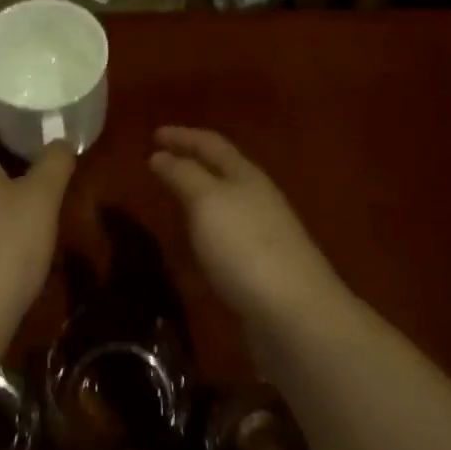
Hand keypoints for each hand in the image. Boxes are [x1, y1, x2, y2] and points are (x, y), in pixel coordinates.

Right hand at [149, 128, 344, 336]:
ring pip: (226, 202)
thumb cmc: (246, 247)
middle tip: (160, 161)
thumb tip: (160, 155)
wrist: (296, 314)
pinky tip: (196, 244)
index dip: (182, 136)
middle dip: (192, 162)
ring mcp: (264, 234)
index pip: (211, 143)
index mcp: (245, 175)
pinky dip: (207, 228)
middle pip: (222, 170)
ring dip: (199, 195)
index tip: (154, 134)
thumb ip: (183, 175)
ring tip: (173, 198)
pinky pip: (228, 235)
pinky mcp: (263, 268)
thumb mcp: (207, 202)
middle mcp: (257, 198)